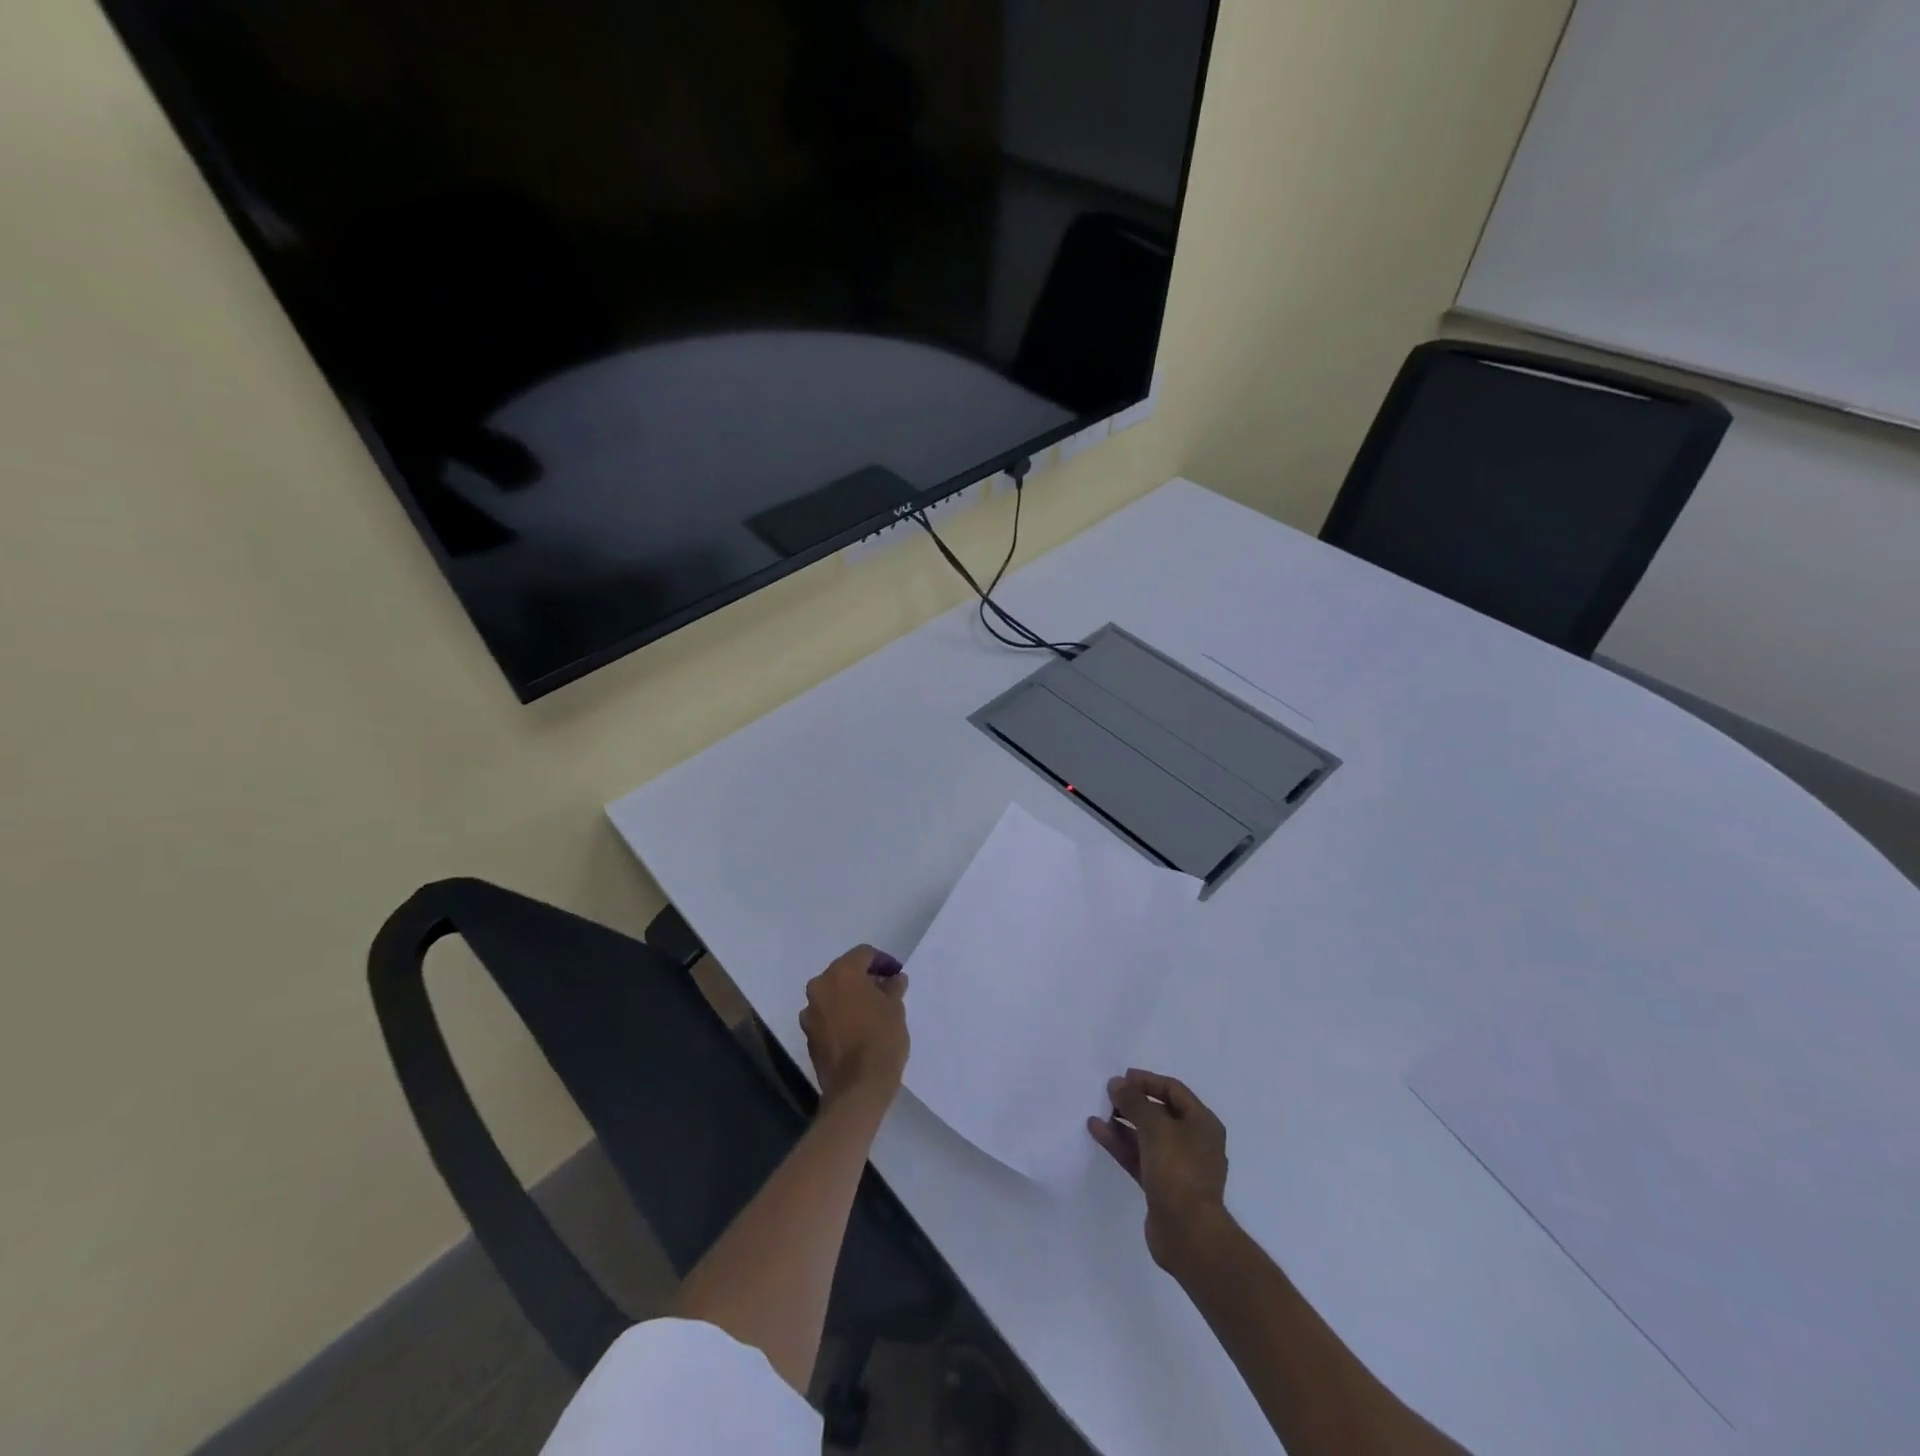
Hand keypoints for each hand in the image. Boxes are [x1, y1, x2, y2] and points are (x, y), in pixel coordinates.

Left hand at [799, 946, 909, 1109]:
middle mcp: (819, 987)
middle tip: (886, 991)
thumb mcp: (895, 1008)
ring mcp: (810, 1013)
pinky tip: (858, 1029)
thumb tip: (894, 979)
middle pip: (844, 972)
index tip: (897, 975)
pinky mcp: (809, 1036)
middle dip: (865, 979)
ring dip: (850, 998)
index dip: (883, 961)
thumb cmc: (881, 1039)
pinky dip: (841, 1016)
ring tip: (872, 1011)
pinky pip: (827, 1016)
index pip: (863, 954)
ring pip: (833, 995)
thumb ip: (893, 988)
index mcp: (841, 973)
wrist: (857, 1088)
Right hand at [1088, 1069, 1229, 1272]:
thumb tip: (1117, 1083)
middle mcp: (1193, 1141)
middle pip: (1159, 1113)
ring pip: (1146, 1136)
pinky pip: (1138, 1156)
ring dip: (1123, 1123)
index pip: (1173, 1090)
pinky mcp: (1162, 1186)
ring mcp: (1178, 1166)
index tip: (1121, 1078)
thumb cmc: (1178, 1171)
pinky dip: (1120, 1144)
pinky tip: (1098, 1132)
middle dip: (1133, 1102)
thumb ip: (1134, 1102)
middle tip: (1107, 1095)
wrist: (1189, 1235)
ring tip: (1097, 1112)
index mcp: (1202, 1123)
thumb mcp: (1155, 1127)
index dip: (1147, 1081)